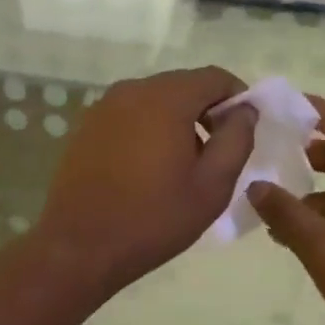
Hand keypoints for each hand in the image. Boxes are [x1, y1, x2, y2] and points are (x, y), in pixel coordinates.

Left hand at [36, 67, 257, 292]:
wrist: (79, 246)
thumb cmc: (154, 218)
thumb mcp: (212, 185)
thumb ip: (236, 139)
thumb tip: (244, 110)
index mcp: (166, 98)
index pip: (215, 78)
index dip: (237, 99)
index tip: (243, 133)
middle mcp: (132, 90)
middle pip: (183, 85)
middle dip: (206, 111)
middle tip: (216, 153)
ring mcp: (104, 106)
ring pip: (155, 99)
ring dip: (177, 121)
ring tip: (182, 165)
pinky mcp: (87, 125)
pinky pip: (130, 114)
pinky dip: (148, 128)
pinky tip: (148, 167)